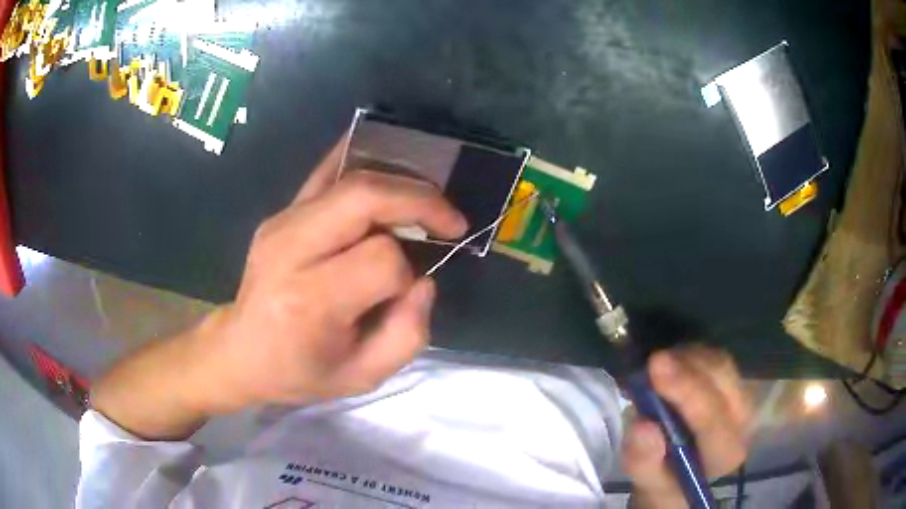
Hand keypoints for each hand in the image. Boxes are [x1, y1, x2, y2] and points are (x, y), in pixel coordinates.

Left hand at [198, 141, 466, 410]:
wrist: (241, 351)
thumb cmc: (300, 372)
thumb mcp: (362, 377)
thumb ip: (408, 334)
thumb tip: (424, 279)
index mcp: (310, 301)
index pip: (380, 260)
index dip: (406, 273)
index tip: (405, 291)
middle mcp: (291, 250)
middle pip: (364, 197)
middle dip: (418, 200)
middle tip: (448, 219)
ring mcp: (281, 223)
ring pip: (351, 179)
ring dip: (399, 183)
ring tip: (425, 204)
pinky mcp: (280, 213)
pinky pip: (325, 171)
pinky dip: (360, 157)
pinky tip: (389, 157)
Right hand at [622, 346, 750, 508]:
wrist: (681, 473)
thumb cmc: (665, 482)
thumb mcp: (648, 483)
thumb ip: (644, 461)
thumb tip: (642, 425)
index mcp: (726, 453)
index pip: (712, 419)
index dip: (686, 391)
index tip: (654, 366)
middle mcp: (742, 421)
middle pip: (722, 380)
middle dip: (687, 367)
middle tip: (651, 362)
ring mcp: (740, 397)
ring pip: (720, 363)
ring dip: (686, 358)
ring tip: (654, 367)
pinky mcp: (732, 382)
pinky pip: (714, 358)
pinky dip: (689, 355)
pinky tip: (668, 364)